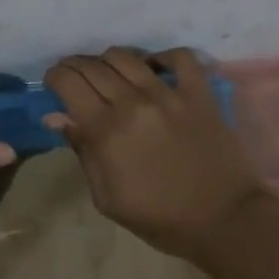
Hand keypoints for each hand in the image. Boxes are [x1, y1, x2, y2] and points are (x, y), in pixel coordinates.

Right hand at [44, 47, 266, 260]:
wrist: (226, 222)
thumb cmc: (161, 218)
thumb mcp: (107, 198)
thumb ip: (82, 151)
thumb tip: (56, 117)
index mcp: (106, 130)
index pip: (69, 83)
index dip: (55, 77)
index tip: (53, 84)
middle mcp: (133, 103)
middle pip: (93, 66)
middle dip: (74, 66)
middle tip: (73, 76)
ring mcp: (169, 94)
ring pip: (127, 56)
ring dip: (108, 59)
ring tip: (107, 72)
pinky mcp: (199, 94)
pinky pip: (179, 58)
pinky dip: (162, 56)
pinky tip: (153, 67)